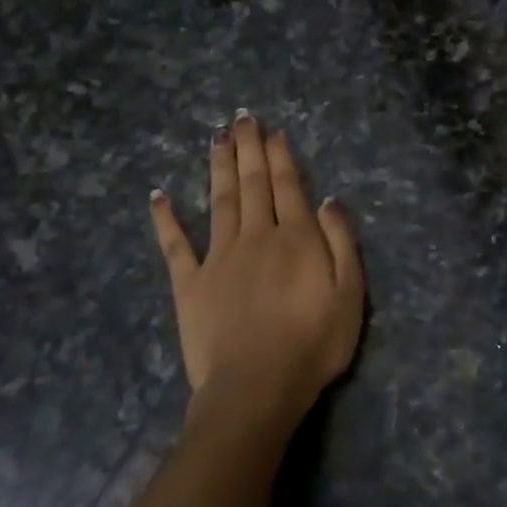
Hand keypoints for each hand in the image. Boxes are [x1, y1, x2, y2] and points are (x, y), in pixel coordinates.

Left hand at [149, 112, 364, 431]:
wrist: (256, 388)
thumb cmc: (313, 344)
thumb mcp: (350, 295)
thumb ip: (342, 243)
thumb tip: (328, 200)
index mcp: (295, 238)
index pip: (287, 185)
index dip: (279, 155)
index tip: (271, 130)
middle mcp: (255, 236)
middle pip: (251, 183)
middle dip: (248, 148)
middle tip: (241, 118)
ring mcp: (218, 258)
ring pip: (218, 201)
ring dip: (218, 167)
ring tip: (216, 137)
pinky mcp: (189, 284)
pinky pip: (175, 245)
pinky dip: (165, 219)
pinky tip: (157, 195)